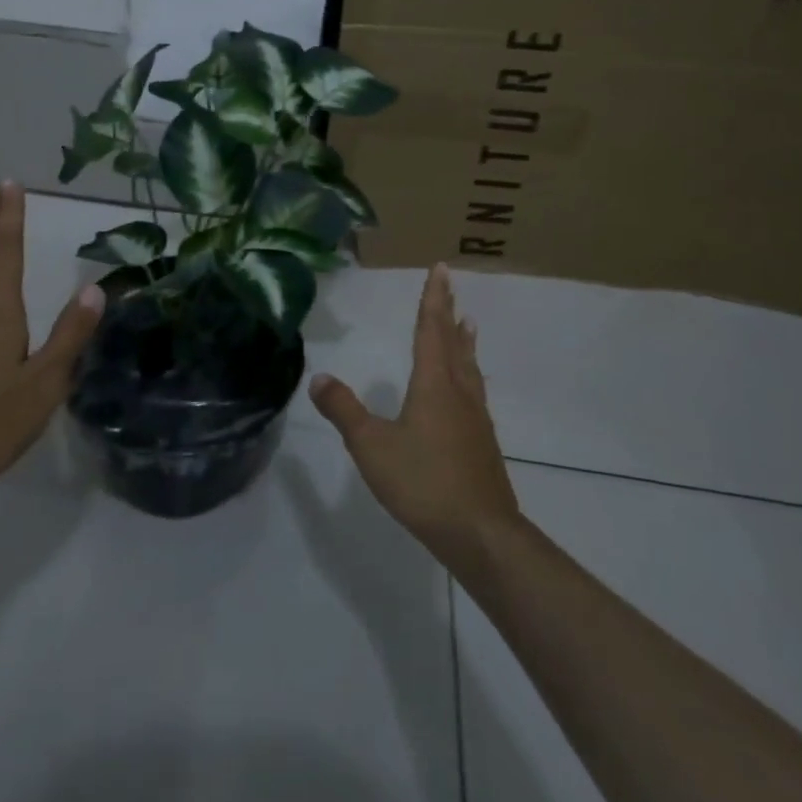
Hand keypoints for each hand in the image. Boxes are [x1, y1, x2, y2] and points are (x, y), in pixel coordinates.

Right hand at [310, 264, 519, 567]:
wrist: (481, 533)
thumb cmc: (423, 482)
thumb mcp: (372, 446)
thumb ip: (344, 410)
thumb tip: (320, 377)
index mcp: (434, 385)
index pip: (431, 330)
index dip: (433, 299)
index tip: (441, 269)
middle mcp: (459, 393)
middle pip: (454, 343)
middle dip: (449, 312)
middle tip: (451, 286)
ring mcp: (475, 418)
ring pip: (469, 368)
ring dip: (464, 342)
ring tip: (467, 324)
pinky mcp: (482, 442)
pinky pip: (474, 391)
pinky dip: (469, 372)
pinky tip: (467, 389)